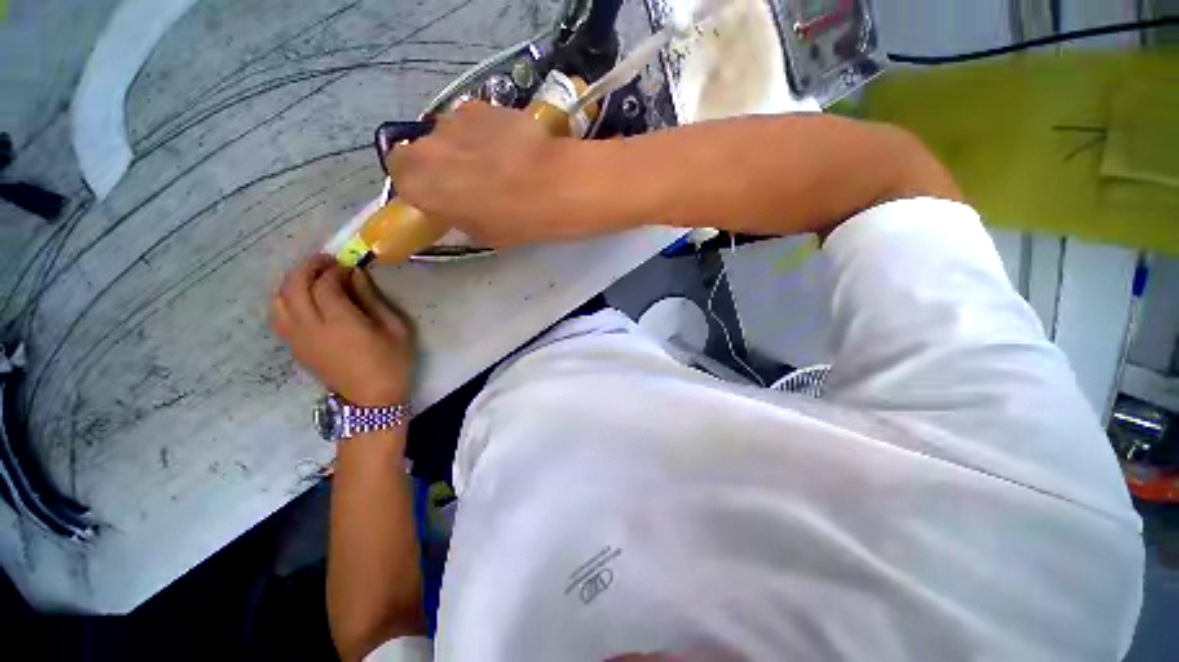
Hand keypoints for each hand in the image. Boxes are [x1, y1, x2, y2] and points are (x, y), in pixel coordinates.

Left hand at [271, 255, 414, 405]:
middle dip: (307, 268)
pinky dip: (286, 300)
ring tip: (311, 278)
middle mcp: (311, 327)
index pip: (325, 285)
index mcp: (341, 323)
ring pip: (279, 300)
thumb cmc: (392, 362)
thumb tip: (355, 275)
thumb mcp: (394, 329)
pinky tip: (303, 299)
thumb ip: (372, 300)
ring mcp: (297, 339)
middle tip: (325, 261)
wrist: (371, 399)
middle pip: (294, 287)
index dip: (334, 270)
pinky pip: (278, 316)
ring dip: (292, 282)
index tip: (348, 265)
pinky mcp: (294, 348)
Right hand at [389, 101, 595, 246]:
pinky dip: (481, 133)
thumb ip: (459, 219)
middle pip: (416, 152)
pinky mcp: (479, 105)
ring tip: (493, 163)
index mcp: (420, 187)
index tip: (439, 198)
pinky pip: (470, 121)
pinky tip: (507, 146)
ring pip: (444, 134)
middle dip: (434, 165)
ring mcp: (452, 121)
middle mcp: (425, 148)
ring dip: (459, 147)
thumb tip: (458, 210)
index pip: (401, 181)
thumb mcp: (484, 235)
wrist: (554, 183)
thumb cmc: (518, 220)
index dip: (420, 188)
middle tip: (464, 181)